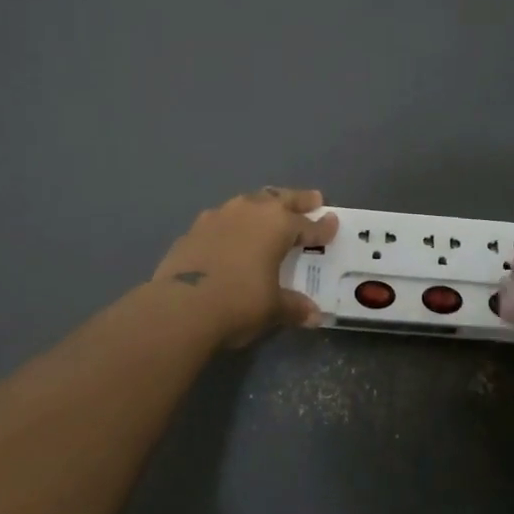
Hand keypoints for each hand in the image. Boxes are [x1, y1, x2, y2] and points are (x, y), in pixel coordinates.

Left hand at [151, 188, 338, 348]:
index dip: (322, 227)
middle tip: (313, 199)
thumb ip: (294, 307)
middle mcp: (251, 211)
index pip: (307, 225)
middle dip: (298, 200)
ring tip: (269, 210)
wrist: (180, 306)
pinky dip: (233, 223)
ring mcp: (219, 216)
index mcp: (277, 225)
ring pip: (249, 202)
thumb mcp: (272, 308)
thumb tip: (313, 315)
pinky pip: (222, 218)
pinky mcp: (194, 228)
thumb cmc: (239, 302)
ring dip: (263, 205)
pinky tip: (231, 233)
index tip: (333, 223)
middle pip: (281, 199)